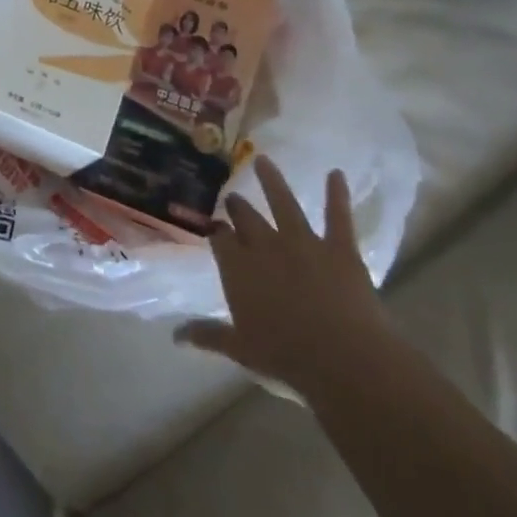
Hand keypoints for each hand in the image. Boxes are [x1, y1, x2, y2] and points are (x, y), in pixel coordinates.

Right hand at [175, 157, 386, 399]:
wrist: (341, 356)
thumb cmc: (284, 356)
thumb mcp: (240, 349)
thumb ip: (208, 335)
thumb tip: (175, 336)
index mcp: (238, 268)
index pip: (221, 239)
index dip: (217, 230)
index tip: (215, 224)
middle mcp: (265, 246)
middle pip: (247, 218)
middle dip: (238, 206)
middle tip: (233, 197)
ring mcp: (303, 242)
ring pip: (284, 204)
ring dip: (272, 181)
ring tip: (264, 160)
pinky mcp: (339, 247)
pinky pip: (337, 215)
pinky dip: (337, 194)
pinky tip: (336, 174)